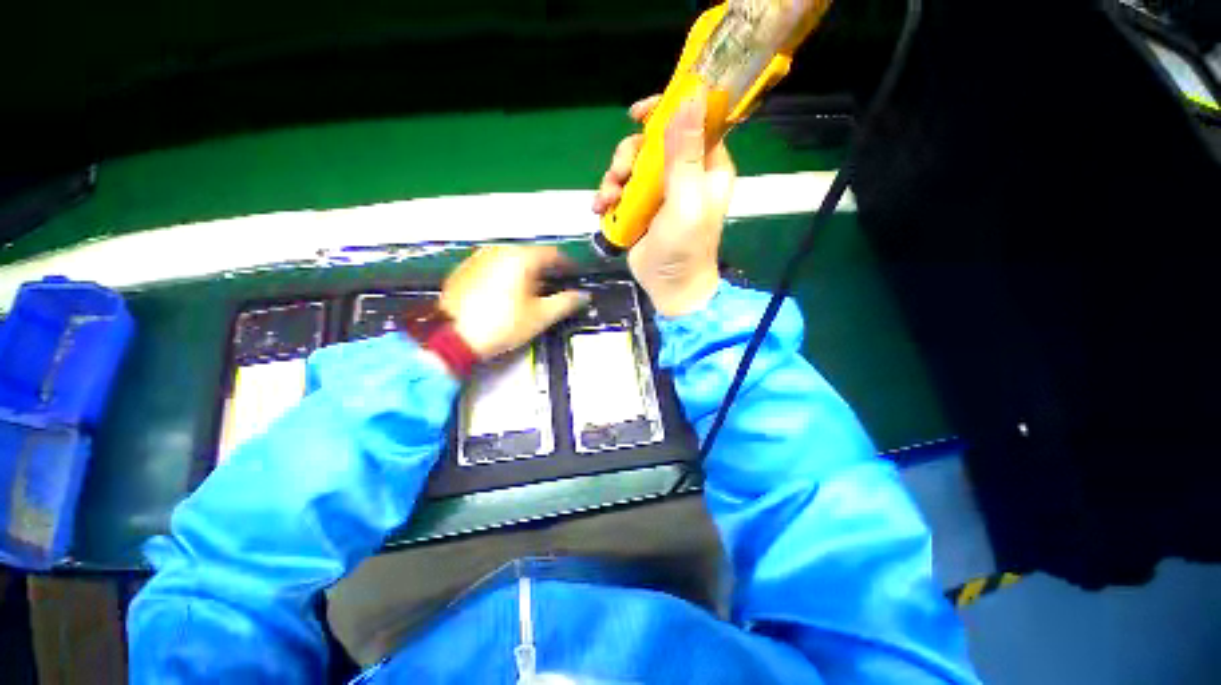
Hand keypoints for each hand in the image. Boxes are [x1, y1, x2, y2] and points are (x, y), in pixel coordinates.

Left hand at [440, 245, 588, 358]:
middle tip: (554, 286)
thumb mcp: (540, 316)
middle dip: (546, 269)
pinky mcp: (465, 268)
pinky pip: (494, 265)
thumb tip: (583, 296)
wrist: (453, 336)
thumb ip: (566, 302)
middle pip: (532, 254)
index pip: (553, 254)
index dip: (567, 265)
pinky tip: (506, 292)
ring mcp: (479, 257)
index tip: (573, 275)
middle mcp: (500, 250)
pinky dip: (506, 273)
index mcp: (521, 257)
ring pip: (512, 258)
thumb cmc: (501, 324)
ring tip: (531, 291)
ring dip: (526, 271)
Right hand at [592, 90, 734, 316]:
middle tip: (620, 175)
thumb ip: (685, 153)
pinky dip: (608, 195)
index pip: (691, 122)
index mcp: (706, 166)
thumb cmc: (685, 247)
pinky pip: (621, 188)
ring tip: (607, 200)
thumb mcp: (686, 200)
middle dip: (629, 155)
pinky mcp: (641, 208)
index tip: (638, 115)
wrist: (669, 287)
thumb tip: (692, 95)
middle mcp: (684, 173)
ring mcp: (660, 191)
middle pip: (652, 142)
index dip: (666, 110)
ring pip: (631, 165)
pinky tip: (600, 208)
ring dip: (613, 178)